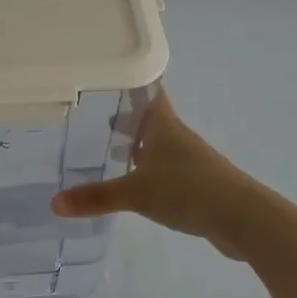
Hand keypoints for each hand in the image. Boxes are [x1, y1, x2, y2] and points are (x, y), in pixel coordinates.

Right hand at [51, 91, 259, 257]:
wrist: (242, 218)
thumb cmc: (187, 190)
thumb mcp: (135, 193)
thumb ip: (95, 197)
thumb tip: (54, 203)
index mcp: (164, 127)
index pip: (148, 94)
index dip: (131, 85)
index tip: (109, 78)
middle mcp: (178, 138)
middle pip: (151, 120)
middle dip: (127, 118)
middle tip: (97, 118)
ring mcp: (191, 161)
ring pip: (159, 146)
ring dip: (138, 146)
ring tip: (111, 152)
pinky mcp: (199, 185)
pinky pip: (167, 171)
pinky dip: (150, 172)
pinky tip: (137, 185)